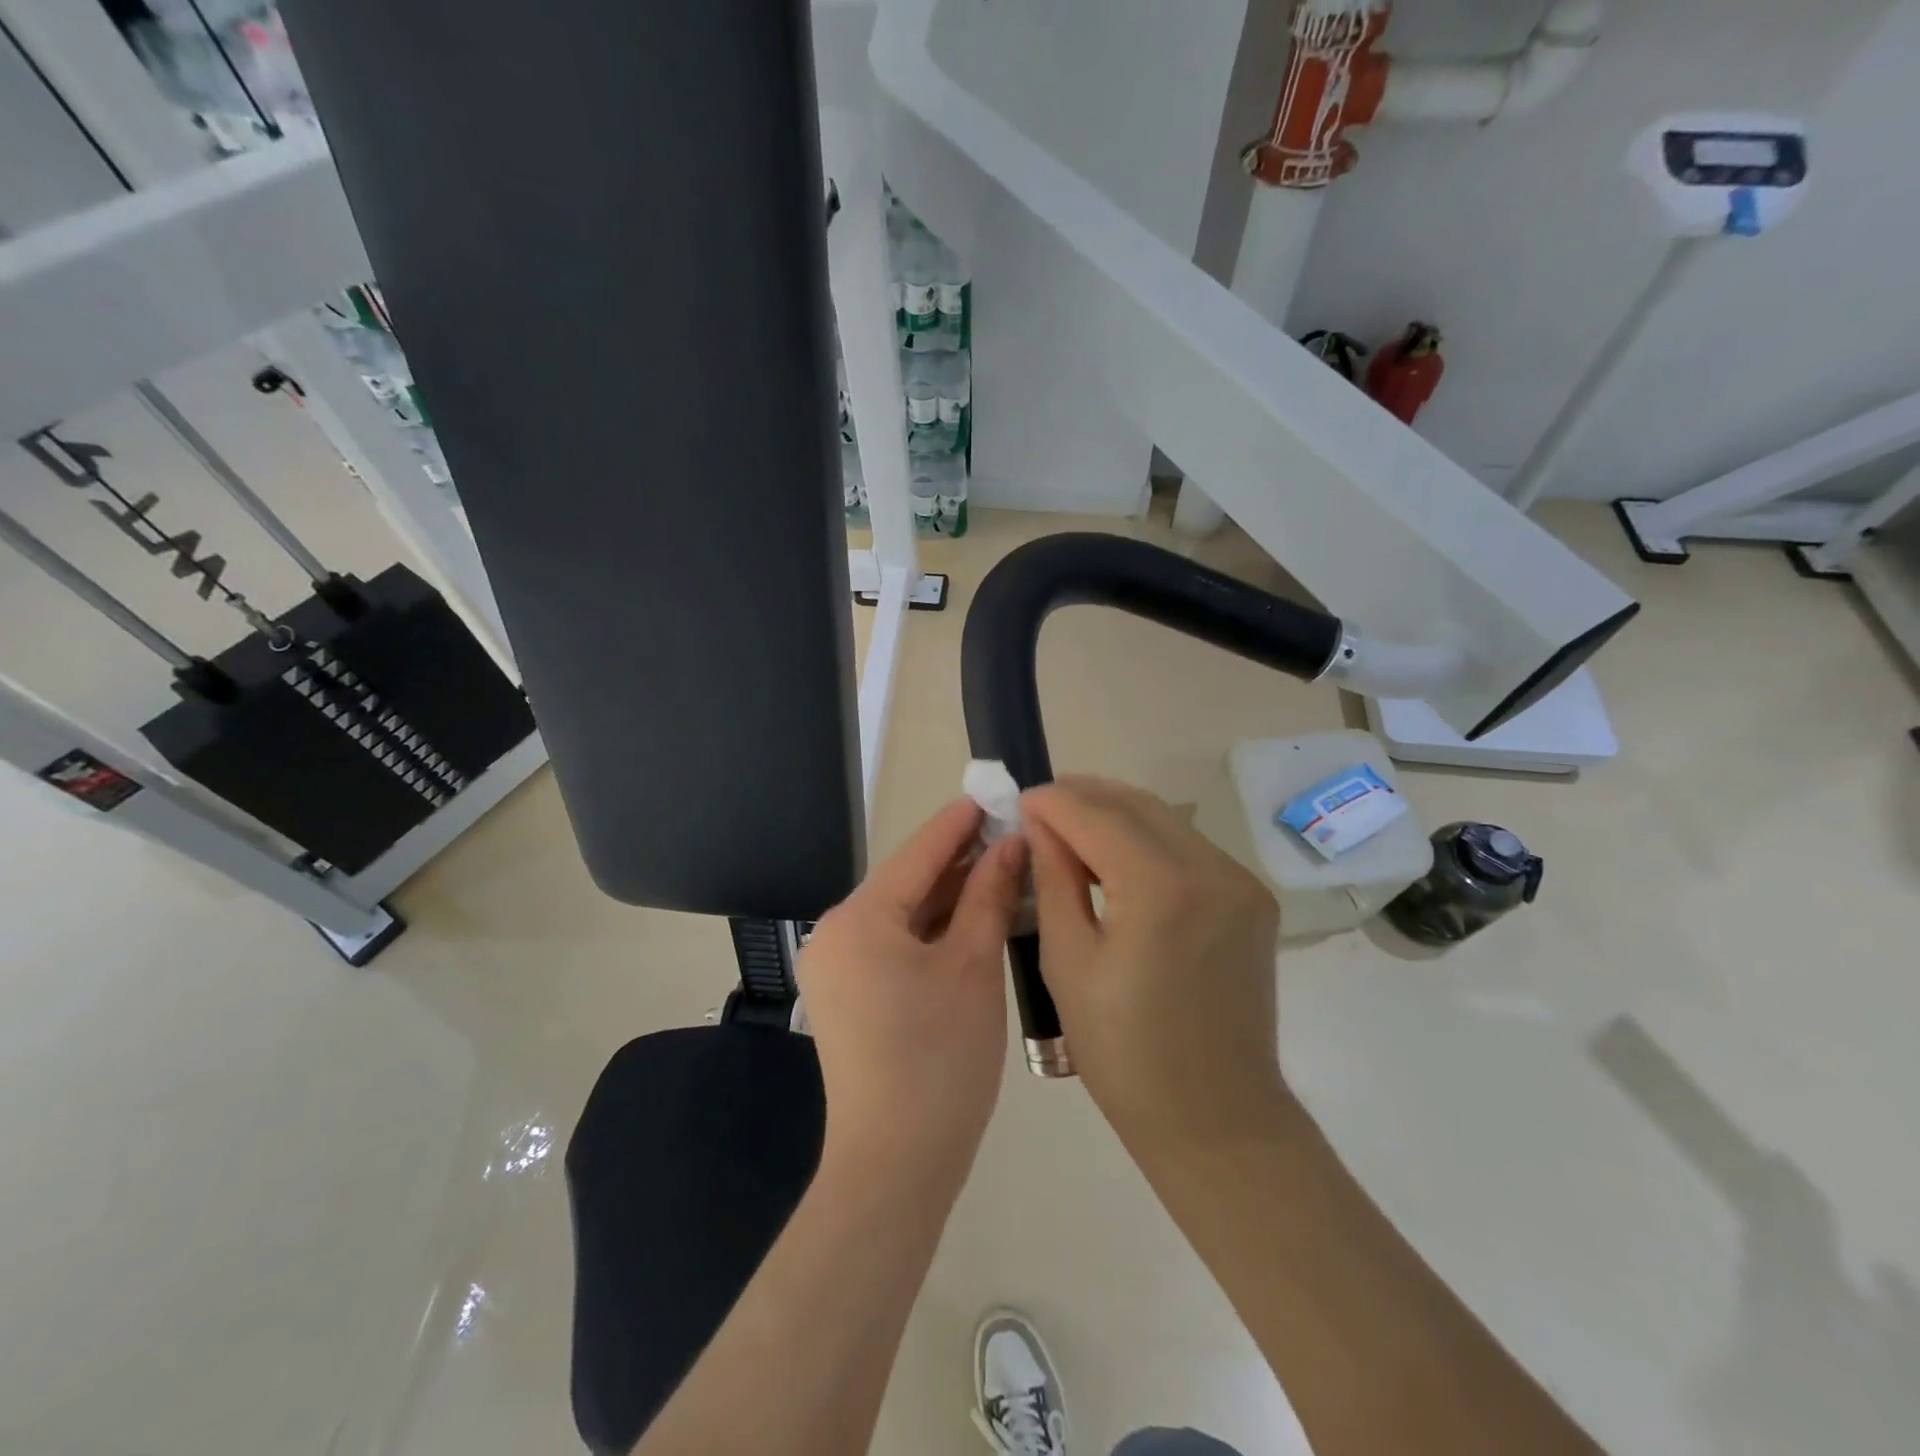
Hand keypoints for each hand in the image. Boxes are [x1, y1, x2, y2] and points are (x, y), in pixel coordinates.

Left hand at [798, 800, 1026, 1185]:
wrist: (896, 1165)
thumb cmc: (941, 1059)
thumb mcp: (973, 967)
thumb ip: (989, 896)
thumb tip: (1011, 844)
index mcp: (859, 919)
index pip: (918, 854)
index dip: (960, 823)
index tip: (994, 794)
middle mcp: (836, 933)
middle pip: (907, 882)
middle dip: (959, 860)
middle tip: (1011, 833)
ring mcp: (838, 966)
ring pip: (903, 914)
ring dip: (949, 895)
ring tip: (1002, 868)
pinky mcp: (848, 993)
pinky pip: (895, 943)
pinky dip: (933, 929)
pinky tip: (973, 916)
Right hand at [1021, 776, 1286, 1148]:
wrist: (1215, 1118)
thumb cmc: (1123, 1052)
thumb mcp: (1068, 960)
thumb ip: (1053, 878)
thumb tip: (1041, 824)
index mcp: (1160, 888)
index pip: (1096, 816)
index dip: (1053, 801)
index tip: (1019, 799)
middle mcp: (1211, 869)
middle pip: (1136, 805)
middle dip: (1084, 796)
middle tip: (1042, 807)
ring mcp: (1241, 882)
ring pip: (1167, 820)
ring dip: (1116, 815)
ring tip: (1072, 830)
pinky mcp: (1253, 900)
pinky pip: (1190, 848)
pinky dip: (1148, 841)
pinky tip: (1118, 859)